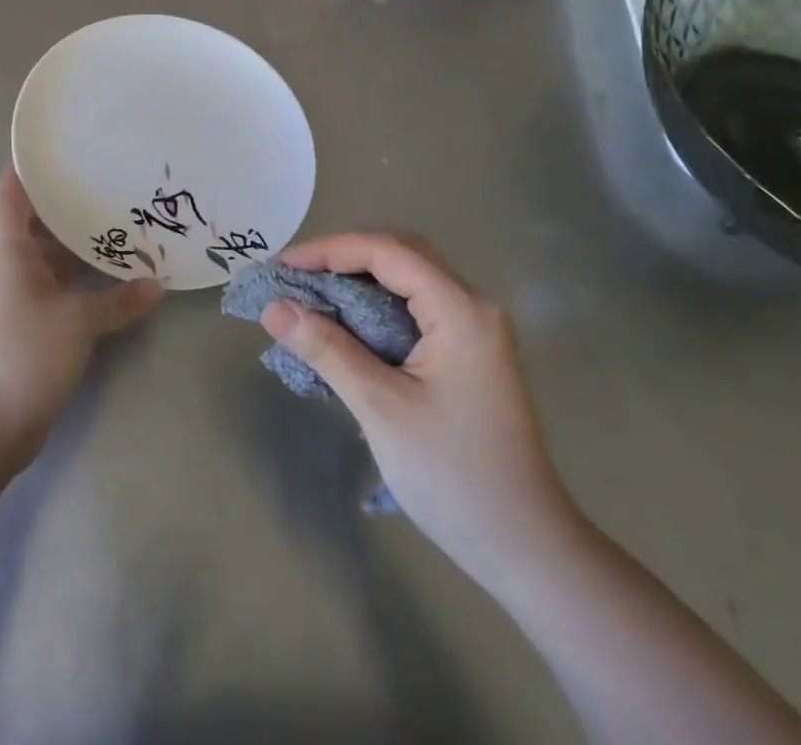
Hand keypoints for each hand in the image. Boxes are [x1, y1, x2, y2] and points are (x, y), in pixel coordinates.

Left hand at [0, 168, 163, 468]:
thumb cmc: (26, 353)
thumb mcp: (78, 322)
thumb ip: (118, 301)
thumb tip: (157, 284)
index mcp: (12, 254)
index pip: (12, 200)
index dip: (24, 172)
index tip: (48, 148)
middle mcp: (13, 270)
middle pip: (38, 229)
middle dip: (69, 211)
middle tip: (107, 187)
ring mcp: (20, 301)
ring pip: (52, 262)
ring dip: (80, 251)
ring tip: (120, 230)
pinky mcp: (31, 328)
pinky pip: (59, 291)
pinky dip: (82, 283)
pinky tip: (113, 282)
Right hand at [260, 233, 579, 582]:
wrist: (527, 549)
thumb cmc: (454, 476)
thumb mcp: (380, 408)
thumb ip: (327, 349)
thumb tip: (273, 308)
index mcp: (460, 309)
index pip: (387, 251)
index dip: (330, 250)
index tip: (282, 267)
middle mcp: (472, 306)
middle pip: (401, 254)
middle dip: (344, 257)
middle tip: (296, 277)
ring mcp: (475, 330)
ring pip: (409, 279)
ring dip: (360, 279)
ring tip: (312, 295)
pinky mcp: (469, 353)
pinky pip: (416, 307)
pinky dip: (377, 305)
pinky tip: (348, 326)